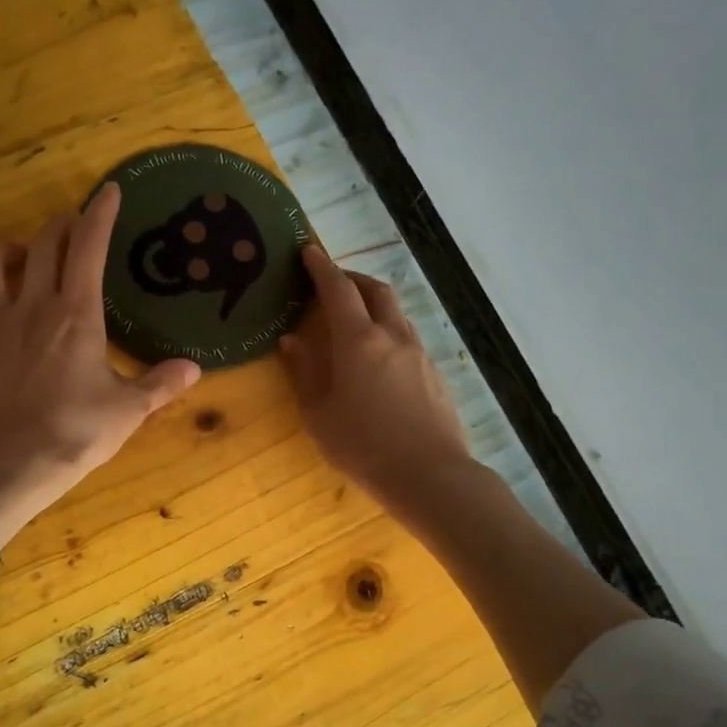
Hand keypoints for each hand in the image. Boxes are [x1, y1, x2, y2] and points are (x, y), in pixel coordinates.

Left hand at [0, 183, 200, 544]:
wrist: (14, 465)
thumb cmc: (77, 433)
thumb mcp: (129, 410)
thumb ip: (161, 384)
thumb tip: (194, 368)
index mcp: (76, 315)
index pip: (89, 248)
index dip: (99, 215)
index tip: (107, 191)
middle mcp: (31, 308)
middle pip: (42, 247)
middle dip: (58, 228)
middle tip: (70, 229)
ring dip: (1, 253)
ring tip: (14, 258)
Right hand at [280, 246, 473, 515]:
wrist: (429, 475)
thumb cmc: (362, 446)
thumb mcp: (319, 414)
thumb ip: (305, 372)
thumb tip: (291, 340)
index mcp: (358, 341)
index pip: (338, 290)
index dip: (321, 267)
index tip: (308, 252)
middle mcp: (392, 336)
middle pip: (375, 290)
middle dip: (352, 278)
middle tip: (332, 284)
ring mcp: (418, 353)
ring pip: (396, 313)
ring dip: (374, 304)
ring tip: (355, 320)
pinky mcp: (434, 373)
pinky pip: (408, 337)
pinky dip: (389, 331)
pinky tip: (379, 358)